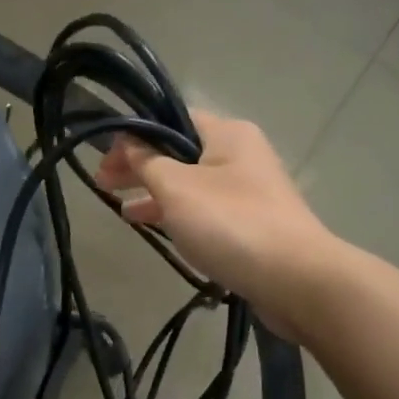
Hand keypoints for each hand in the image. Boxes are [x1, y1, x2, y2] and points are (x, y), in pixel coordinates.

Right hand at [95, 110, 334, 331]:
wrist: (295, 279)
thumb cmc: (231, 224)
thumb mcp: (177, 188)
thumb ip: (147, 163)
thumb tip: (128, 143)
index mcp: (227, 133)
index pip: (172, 118)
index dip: (135, 134)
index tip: (105, 156)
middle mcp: (241, 154)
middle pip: (180, 152)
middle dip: (141, 166)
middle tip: (103, 184)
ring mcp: (249, 191)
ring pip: (191, 184)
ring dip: (156, 194)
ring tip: (123, 212)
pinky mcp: (252, 225)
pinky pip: (206, 211)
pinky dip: (179, 216)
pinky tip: (158, 230)